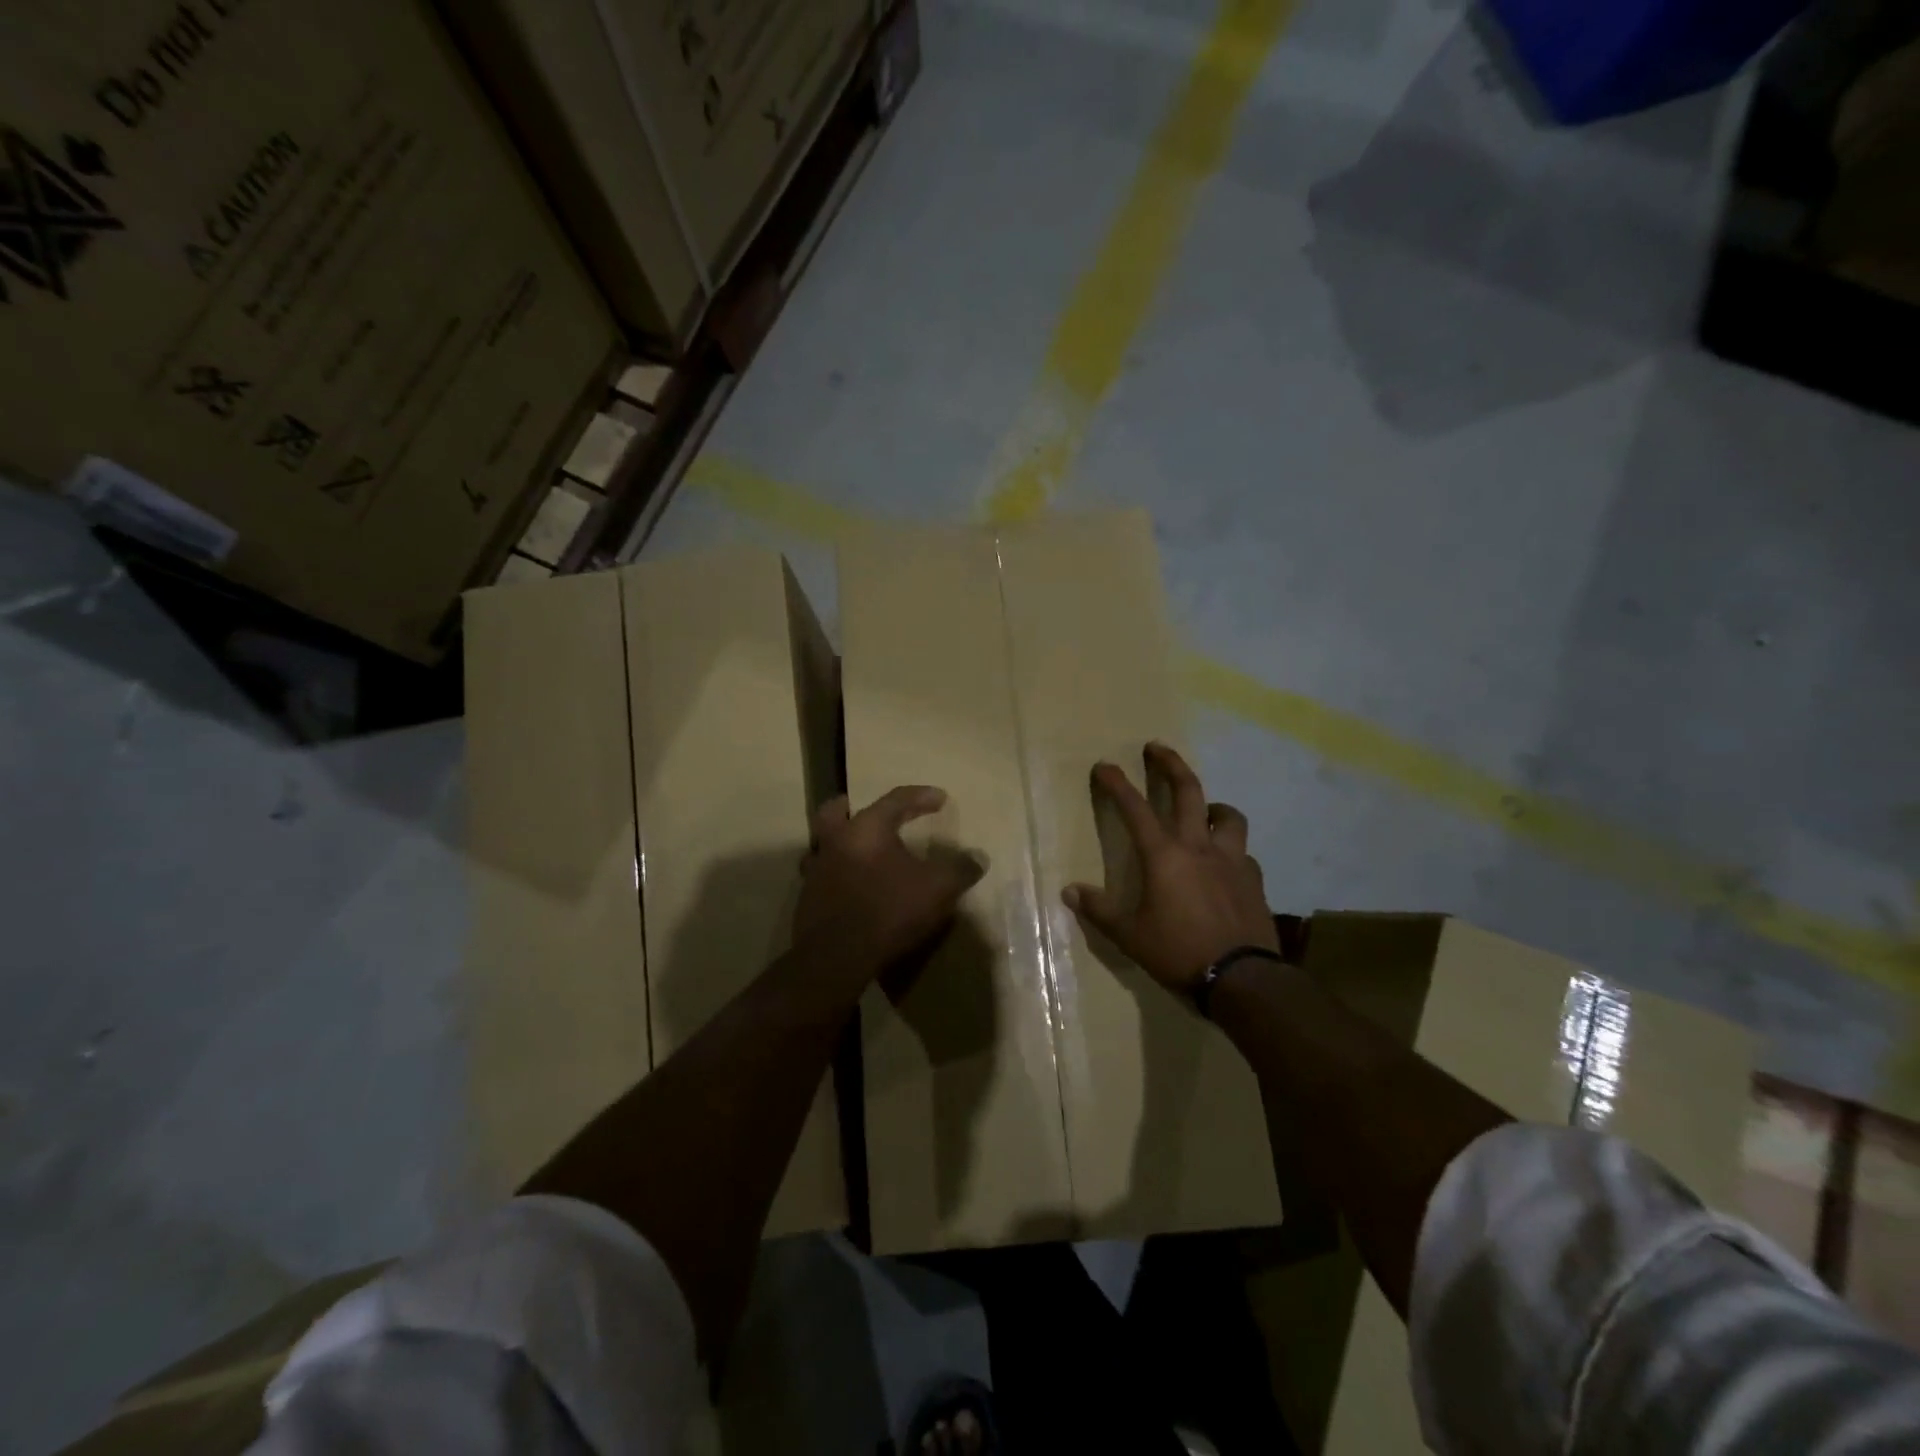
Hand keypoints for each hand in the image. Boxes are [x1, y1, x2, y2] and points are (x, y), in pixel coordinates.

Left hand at [796, 786, 981, 973]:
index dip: (920, 796)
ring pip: (822, 845)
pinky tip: (851, 888)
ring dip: (839, 844)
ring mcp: (816, 870)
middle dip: (849, 807)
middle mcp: (836, 841)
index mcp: (867, 828)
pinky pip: (821, 877)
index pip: (895, 799)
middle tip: (865, 811)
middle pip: (835, 812)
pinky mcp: (808, 900)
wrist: (837, 956)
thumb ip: (959, 869)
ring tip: (858, 853)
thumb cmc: (889, 909)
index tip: (941, 798)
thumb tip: (979, 858)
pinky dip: (836, 875)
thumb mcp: (937, 888)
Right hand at [1063, 743, 1277, 995]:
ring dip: (1213, 806)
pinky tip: (1226, 864)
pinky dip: (1232, 850)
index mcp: (1164, 855)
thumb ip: (1100, 910)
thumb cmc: (1178, 951)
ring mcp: (1232, 861)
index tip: (1104, 765)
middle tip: (1157, 748)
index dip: (1116, 784)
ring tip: (1206, 811)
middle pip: (1188, 791)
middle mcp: (1199, 847)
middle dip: (1170, 764)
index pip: (1135, 808)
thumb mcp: (1130, 935)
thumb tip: (1070, 891)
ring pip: (1228, 816)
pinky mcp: (1254, 880)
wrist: (1242, 978)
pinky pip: (1244, 853)